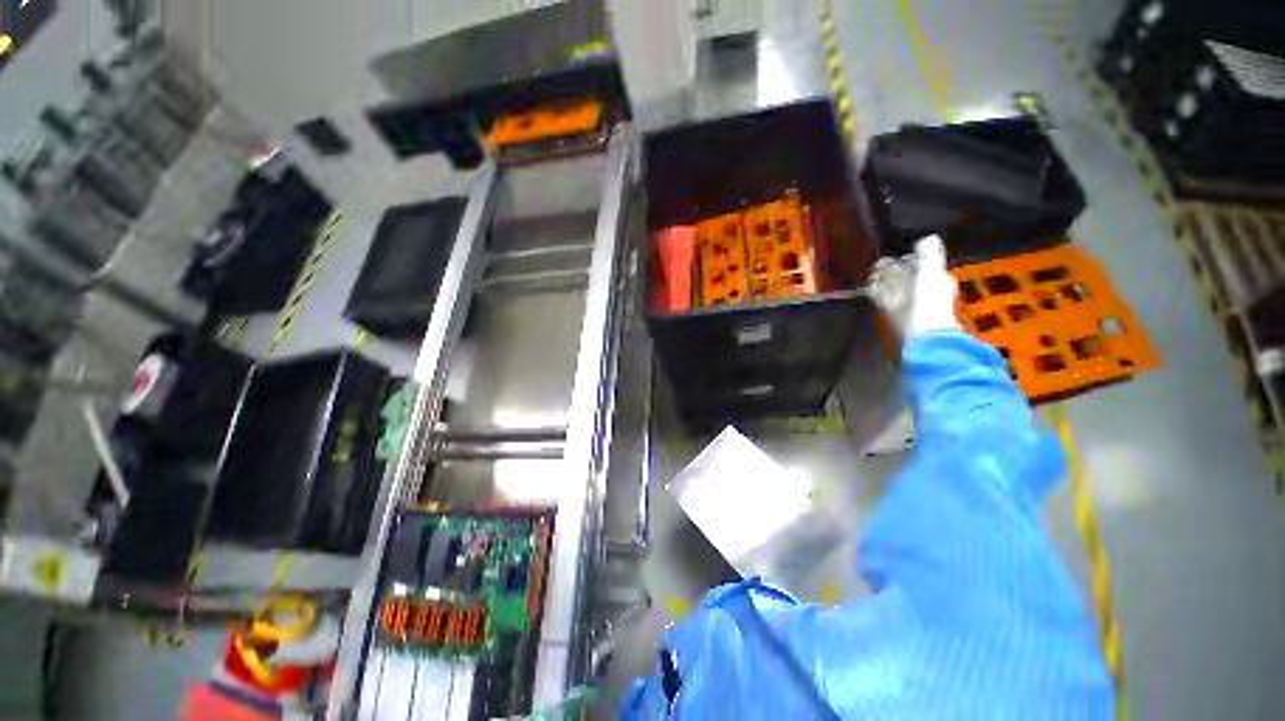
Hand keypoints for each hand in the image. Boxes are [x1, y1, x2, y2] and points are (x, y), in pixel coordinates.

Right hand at [868, 235, 959, 338]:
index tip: (896, 256)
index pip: (921, 264)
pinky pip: (883, 299)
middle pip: (905, 274)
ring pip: (893, 286)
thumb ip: (928, 256)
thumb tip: (928, 237)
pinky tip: (868, 288)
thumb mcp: (930, 274)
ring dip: (882, 279)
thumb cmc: (928, 302)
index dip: (908, 259)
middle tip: (877, 264)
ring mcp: (906, 301)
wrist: (921, 333)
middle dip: (892, 269)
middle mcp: (922, 289)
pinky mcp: (893, 312)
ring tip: (871, 274)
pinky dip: (876, 292)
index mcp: (935, 278)